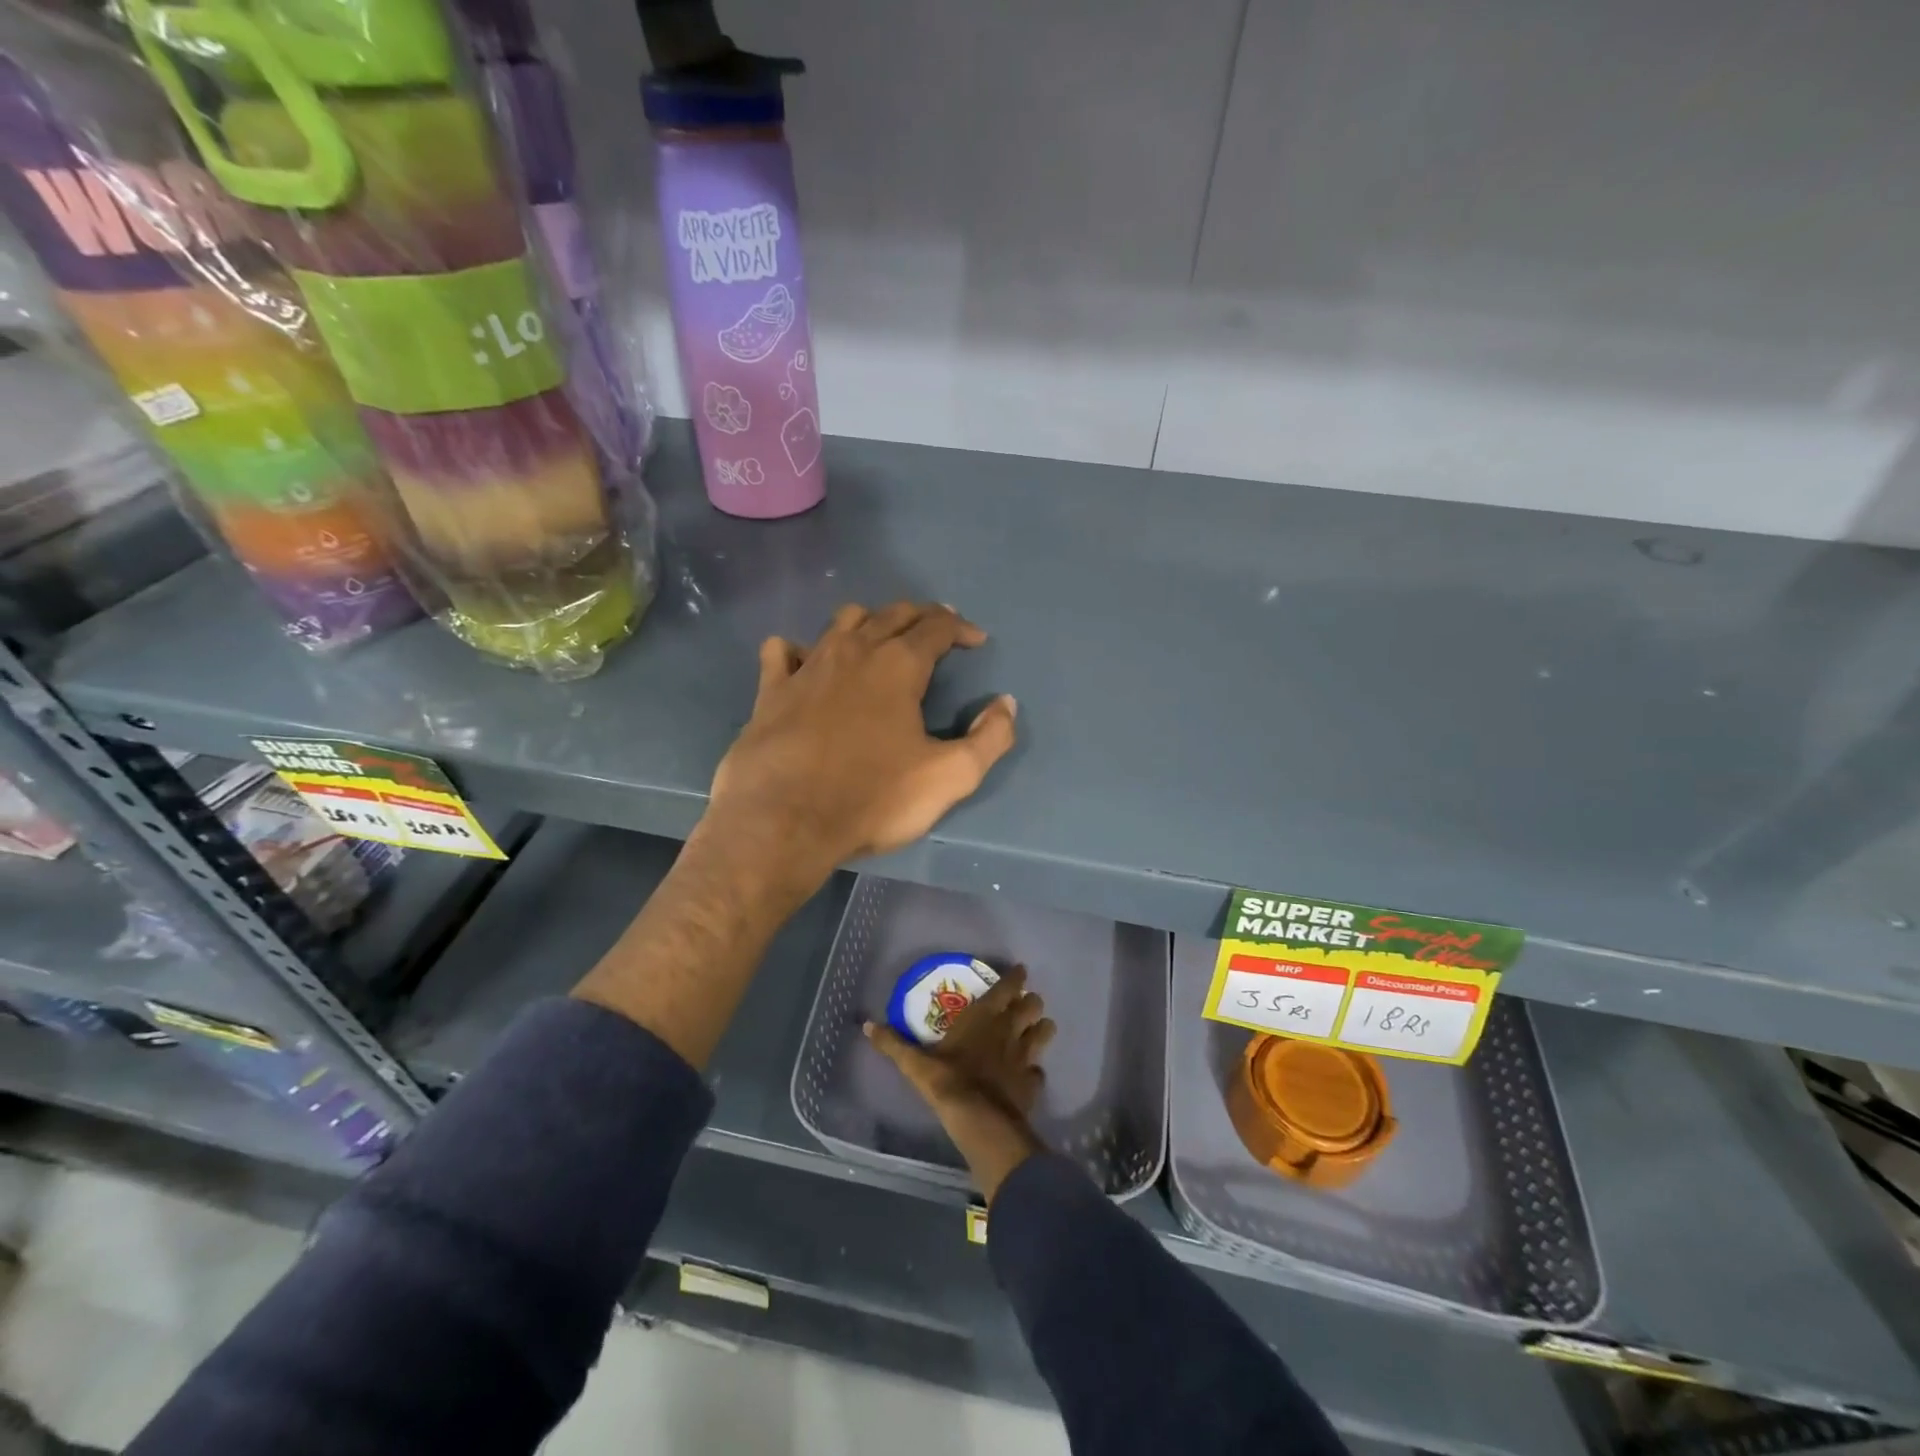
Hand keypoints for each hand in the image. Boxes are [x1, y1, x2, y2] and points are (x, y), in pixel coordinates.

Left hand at [707, 603, 1017, 883]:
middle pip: (893, 614)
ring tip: (881, 640)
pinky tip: (806, 664)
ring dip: (869, 621)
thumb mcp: (950, 777)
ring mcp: (808, 666)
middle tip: (937, 630)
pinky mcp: (771, 690)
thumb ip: (989, 739)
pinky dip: (799, 650)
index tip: (976, 641)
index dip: (961, 628)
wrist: (783, 822)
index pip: (937, 627)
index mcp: (899, 665)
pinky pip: (783, 651)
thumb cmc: (872, 798)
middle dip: (921, 616)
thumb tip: (1006, 705)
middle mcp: (854, 651)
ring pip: (842, 621)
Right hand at [865, 966, 1054, 1201]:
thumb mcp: (915, 1063)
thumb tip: (867, 1025)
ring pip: (1045, 1032)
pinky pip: (1039, 1071)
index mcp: (985, 1016)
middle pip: (1033, 1005)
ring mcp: (1025, 1056)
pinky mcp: (1032, 1082)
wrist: (979, 1121)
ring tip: (1035, 1031)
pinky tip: (1029, 1074)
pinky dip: (1036, 1070)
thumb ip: (894, 1044)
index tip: (1020, 971)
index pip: (1008, 986)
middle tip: (1024, 1004)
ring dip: (1041, 1029)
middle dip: (1031, 1002)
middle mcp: (1009, 1029)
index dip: (1016, 977)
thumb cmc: (948, 1081)